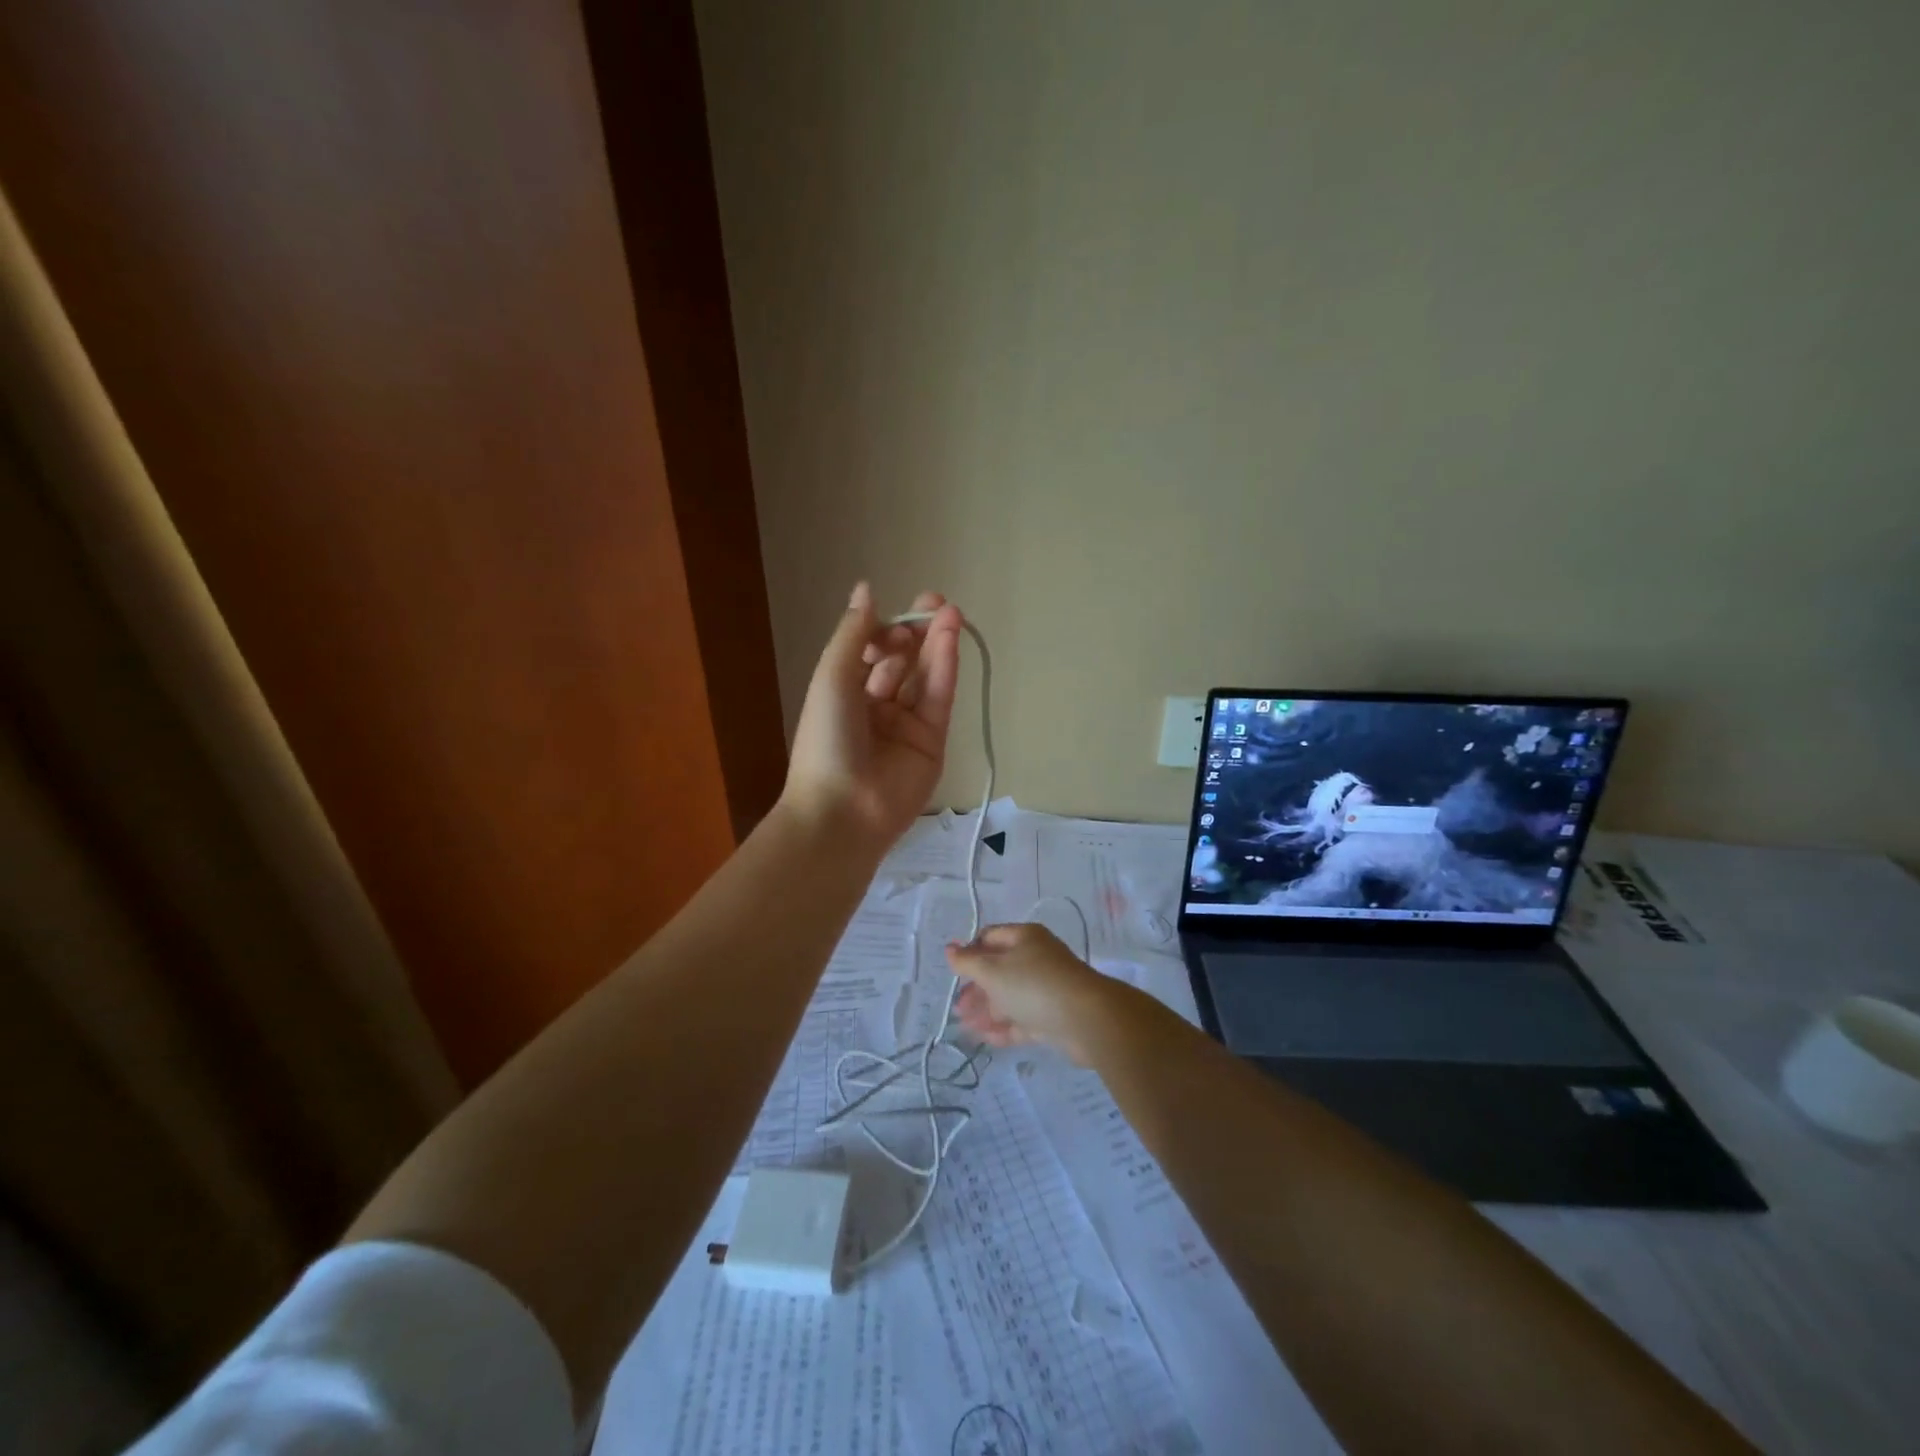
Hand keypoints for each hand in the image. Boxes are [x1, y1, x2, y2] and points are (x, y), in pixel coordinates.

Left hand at [782, 583, 962, 848]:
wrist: (843, 810)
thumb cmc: (827, 739)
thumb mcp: (832, 678)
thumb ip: (854, 634)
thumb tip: (866, 589)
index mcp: (845, 695)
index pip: (872, 654)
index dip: (885, 632)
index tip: (894, 623)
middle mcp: (876, 708)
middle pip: (903, 662)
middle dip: (916, 631)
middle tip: (935, 602)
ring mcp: (906, 727)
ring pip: (925, 677)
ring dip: (936, 644)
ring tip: (950, 611)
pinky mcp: (932, 743)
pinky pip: (939, 699)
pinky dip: (946, 667)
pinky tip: (952, 637)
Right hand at [948, 924, 1130, 1065]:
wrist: (1087, 1019)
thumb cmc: (1034, 985)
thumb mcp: (993, 971)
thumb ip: (968, 962)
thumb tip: (949, 948)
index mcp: (1024, 938)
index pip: (990, 937)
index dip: (969, 952)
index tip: (954, 973)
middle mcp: (1036, 959)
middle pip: (999, 970)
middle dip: (976, 989)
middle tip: (958, 1009)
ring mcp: (1046, 989)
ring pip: (1010, 997)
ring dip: (987, 1011)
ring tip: (966, 1029)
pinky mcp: (1053, 1017)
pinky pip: (1023, 1019)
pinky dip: (1004, 1027)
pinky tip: (986, 1039)